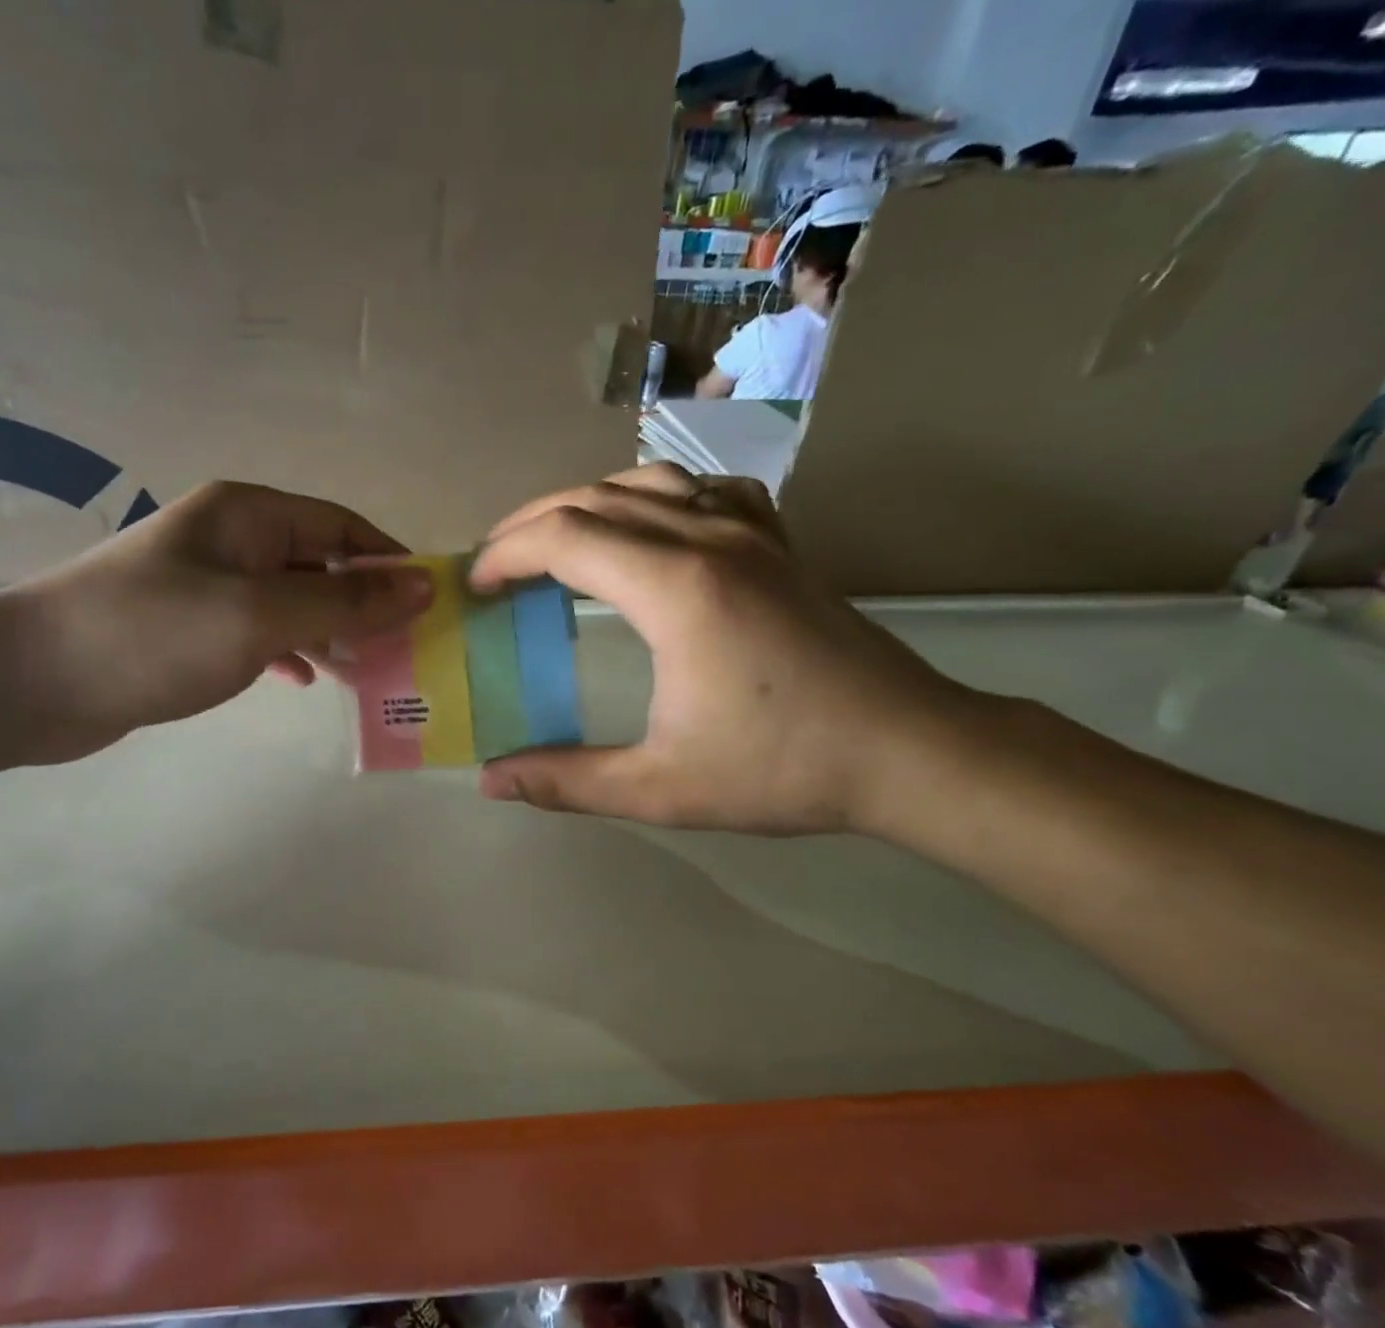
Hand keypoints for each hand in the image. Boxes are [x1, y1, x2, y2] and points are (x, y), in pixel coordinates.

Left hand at [0, 480, 428, 763]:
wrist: (33, 682)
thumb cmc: (154, 634)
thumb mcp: (261, 616)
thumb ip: (345, 603)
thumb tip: (423, 586)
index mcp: (248, 515)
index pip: (341, 527)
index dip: (390, 562)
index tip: (430, 606)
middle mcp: (230, 540)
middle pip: (319, 563)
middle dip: (364, 604)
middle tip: (407, 650)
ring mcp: (207, 585)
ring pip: (291, 601)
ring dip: (331, 632)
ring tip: (370, 671)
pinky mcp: (189, 628)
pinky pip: (259, 631)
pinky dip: (289, 651)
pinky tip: (306, 679)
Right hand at [469, 464, 974, 835]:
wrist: (909, 752)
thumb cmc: (783, 769)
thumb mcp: (660, 788)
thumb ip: (566, 780)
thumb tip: (490, 781)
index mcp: (676, 589)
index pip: (564, 538)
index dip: (506, 554)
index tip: (475, 586)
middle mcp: (710, 540)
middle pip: (596, 497)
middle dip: (531, 523)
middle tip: (495, 564)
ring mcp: (752, 534)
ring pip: (649, 482)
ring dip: (588, 502)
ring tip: (556, 542)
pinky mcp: (780, 545)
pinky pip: (706, 491)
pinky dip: (658, 498)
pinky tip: (651, 530)